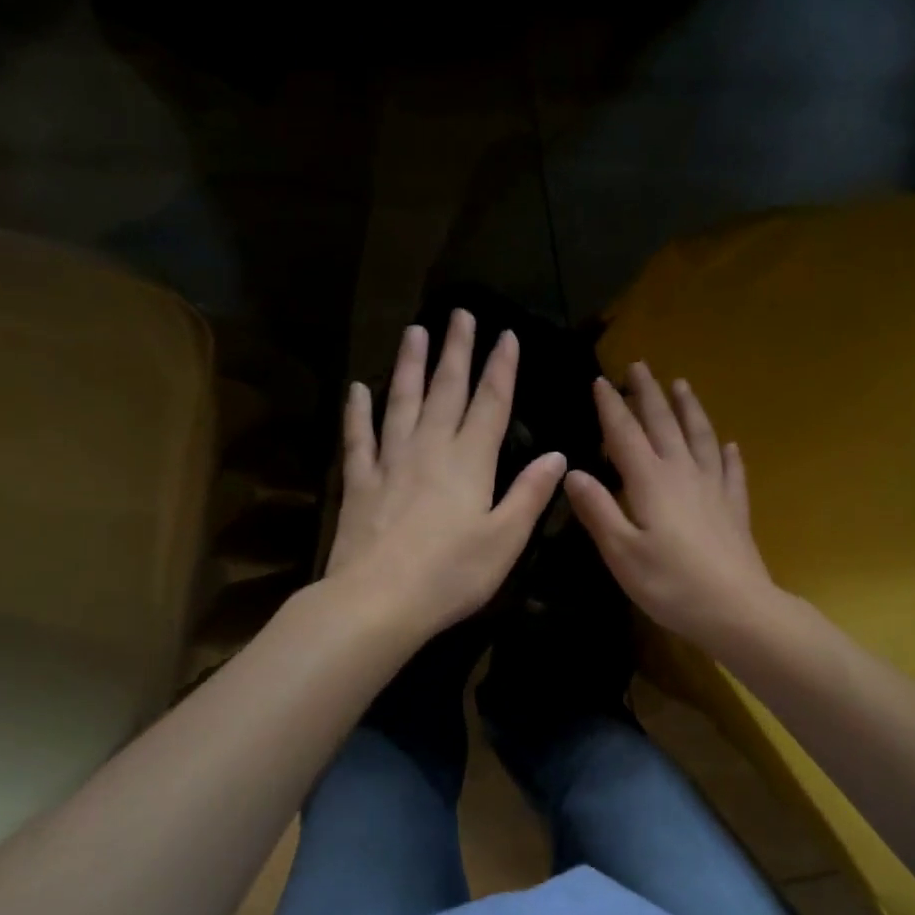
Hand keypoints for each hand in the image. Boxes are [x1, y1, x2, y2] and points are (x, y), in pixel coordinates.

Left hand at [325, 309, 566, 641]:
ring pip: (402, 402)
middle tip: (460, 313)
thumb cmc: (451, 575)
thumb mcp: (505, 539)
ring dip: (410, 365)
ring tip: (415, 331)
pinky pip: (359, 438)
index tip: (506, 335)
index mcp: (471, 462)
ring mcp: (390, 462)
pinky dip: (358, 412)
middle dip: (457, 351)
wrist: (378, 601)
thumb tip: (557, 455)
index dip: (501, 368)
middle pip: (446, 390)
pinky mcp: (359, 482)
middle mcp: (430, 449)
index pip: (491, 404)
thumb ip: (530, 494)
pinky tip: (357, 389)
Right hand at [564, 362, 779, 648]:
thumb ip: (597, 510)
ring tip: (682, 385)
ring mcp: (714, 489)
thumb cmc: (671, 585)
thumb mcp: (622, 553)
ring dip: (689, 409)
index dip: (611, 407)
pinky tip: (730, 445)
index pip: (625, 434)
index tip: (600, 380)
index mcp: (650, 482)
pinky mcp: (734, 508)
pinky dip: (728, 455)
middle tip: (640, 366)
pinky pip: (732, 471)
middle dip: (649, 394)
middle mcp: (683, 474)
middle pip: (664, 424)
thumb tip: (572, 472)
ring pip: (701, 437)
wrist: (736, 609)